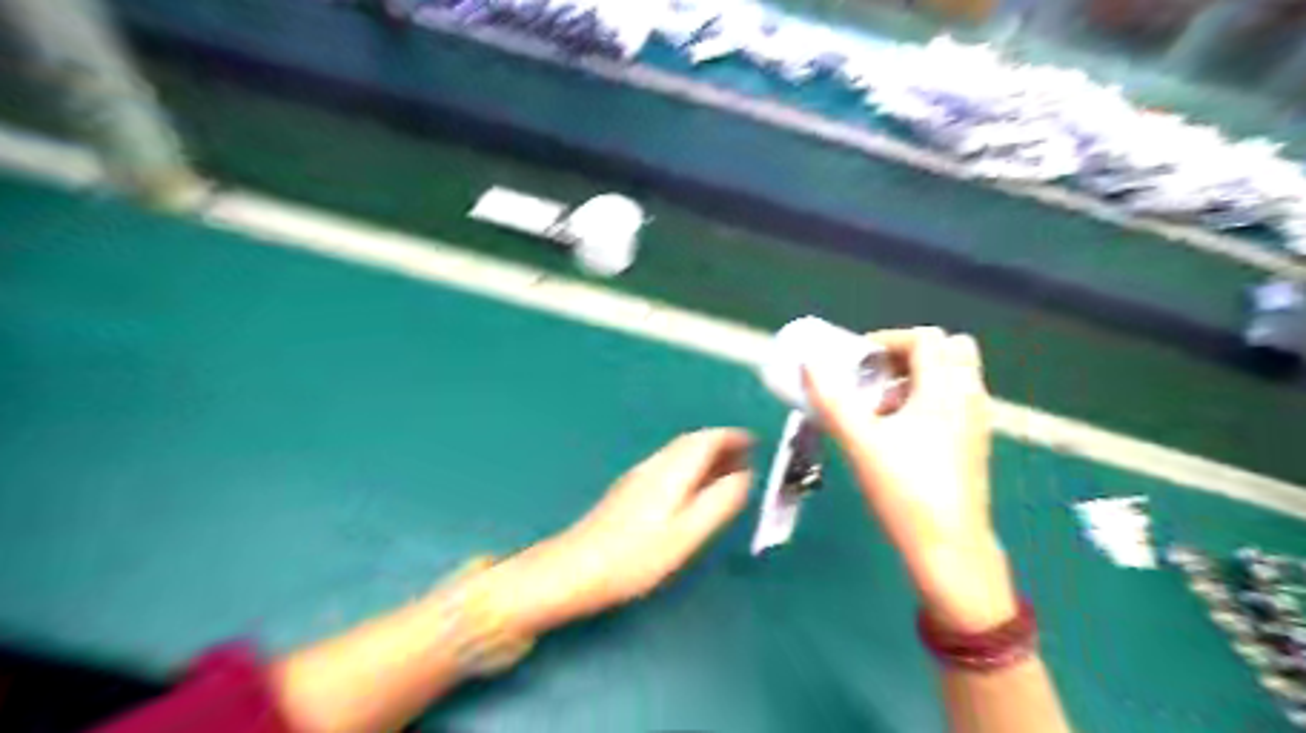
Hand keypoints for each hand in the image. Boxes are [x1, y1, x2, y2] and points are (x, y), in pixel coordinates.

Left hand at [483, 429, 756, 633]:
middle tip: (746, 456)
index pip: (705, 440)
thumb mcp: (686, 534)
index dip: (731, 437)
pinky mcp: (629, 492)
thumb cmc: (635, 557)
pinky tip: (693, 488)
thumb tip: (745, 476)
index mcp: (671, 472)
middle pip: (691, 443)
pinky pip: (669, 466)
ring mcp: (638, 477)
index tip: (755, 441)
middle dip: (720, 444)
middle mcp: (654, 466)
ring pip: (678, 454)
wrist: (575, 569)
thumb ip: (718, 502)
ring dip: (705, 455)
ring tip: (727, 471)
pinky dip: (690, 467)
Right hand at [802, 327, 1013, 628]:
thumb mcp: (860, 442)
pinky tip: (902, 432)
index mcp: (945, 390)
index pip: (926, 338)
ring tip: (884, 405)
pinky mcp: (975, 444)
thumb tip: (808, 363)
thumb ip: (831, 400)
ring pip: (956, 375)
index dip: (888, 339)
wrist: (950, 548)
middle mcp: (969, 397)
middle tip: (877, 375)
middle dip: (911, 353)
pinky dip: (931, 399)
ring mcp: (977, 421)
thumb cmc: (905, 490)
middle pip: (951, 349)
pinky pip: (957, 400)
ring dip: (920, 376)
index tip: (858, 360)